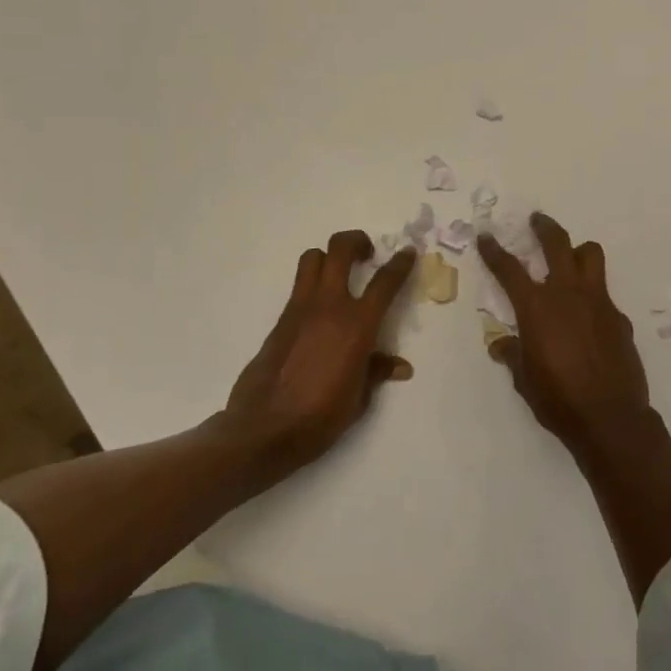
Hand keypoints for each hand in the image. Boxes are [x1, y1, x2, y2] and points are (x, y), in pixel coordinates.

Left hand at [223, 231, 417, 474]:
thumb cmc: (319, 417)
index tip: (407, 253)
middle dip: (356, 241)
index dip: (400, 263)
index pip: (385, 282)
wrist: (263, 429)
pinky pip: (299, 288)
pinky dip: (312, 286)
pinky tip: (320, 312)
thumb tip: (398, 366)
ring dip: (328, 257)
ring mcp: (300, 309)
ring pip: (312, 259)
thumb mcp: (359, 399)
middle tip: (367, 253)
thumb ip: (376, 372)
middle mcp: (329, 306)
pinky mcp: (280, 320)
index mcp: (357, 325)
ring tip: (339, 272)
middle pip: (340, 249)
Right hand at [477, 212, 652, 454]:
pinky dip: (592, 297)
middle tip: (536, 220)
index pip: (509, 269)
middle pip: (557, 243)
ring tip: (570, 259)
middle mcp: (567, 294)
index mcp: (536, 307)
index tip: (486, 236)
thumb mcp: (524, 379)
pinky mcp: (619, 317)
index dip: (494, 250)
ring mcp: (598, 302)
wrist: (610, 418)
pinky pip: (604, 294)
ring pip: (591, 255)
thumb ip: (512, 354)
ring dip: (578, 251)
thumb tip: (501, 344)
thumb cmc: (558, 399)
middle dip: (544, 227)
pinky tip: (588, 319)